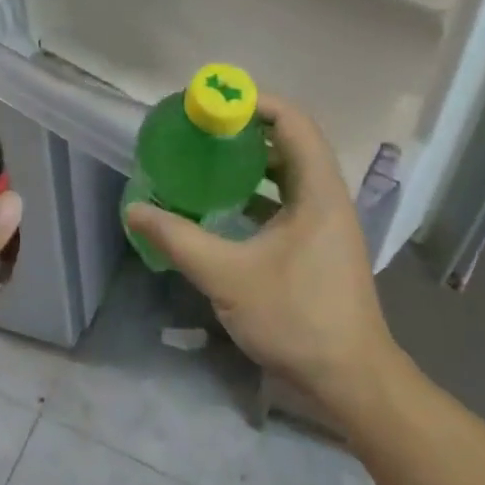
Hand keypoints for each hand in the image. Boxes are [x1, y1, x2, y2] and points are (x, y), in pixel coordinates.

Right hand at [125, 96, 401, 425]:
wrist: (350, 381)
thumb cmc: (296, 317)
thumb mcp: (228, 276)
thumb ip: (178, 239)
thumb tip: (133, 209)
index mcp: (318, 191)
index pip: (293, 122)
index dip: (254, 103)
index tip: (212, 105)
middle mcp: (327, 197)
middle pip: (289, 143)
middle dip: (245, 131)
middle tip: (201, 130)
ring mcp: (326, 223)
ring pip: (287, 174)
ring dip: (250, 163)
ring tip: (206, 160)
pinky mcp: (318, 245)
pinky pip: (286, 201)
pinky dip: (256, 194)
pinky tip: (222, 206)